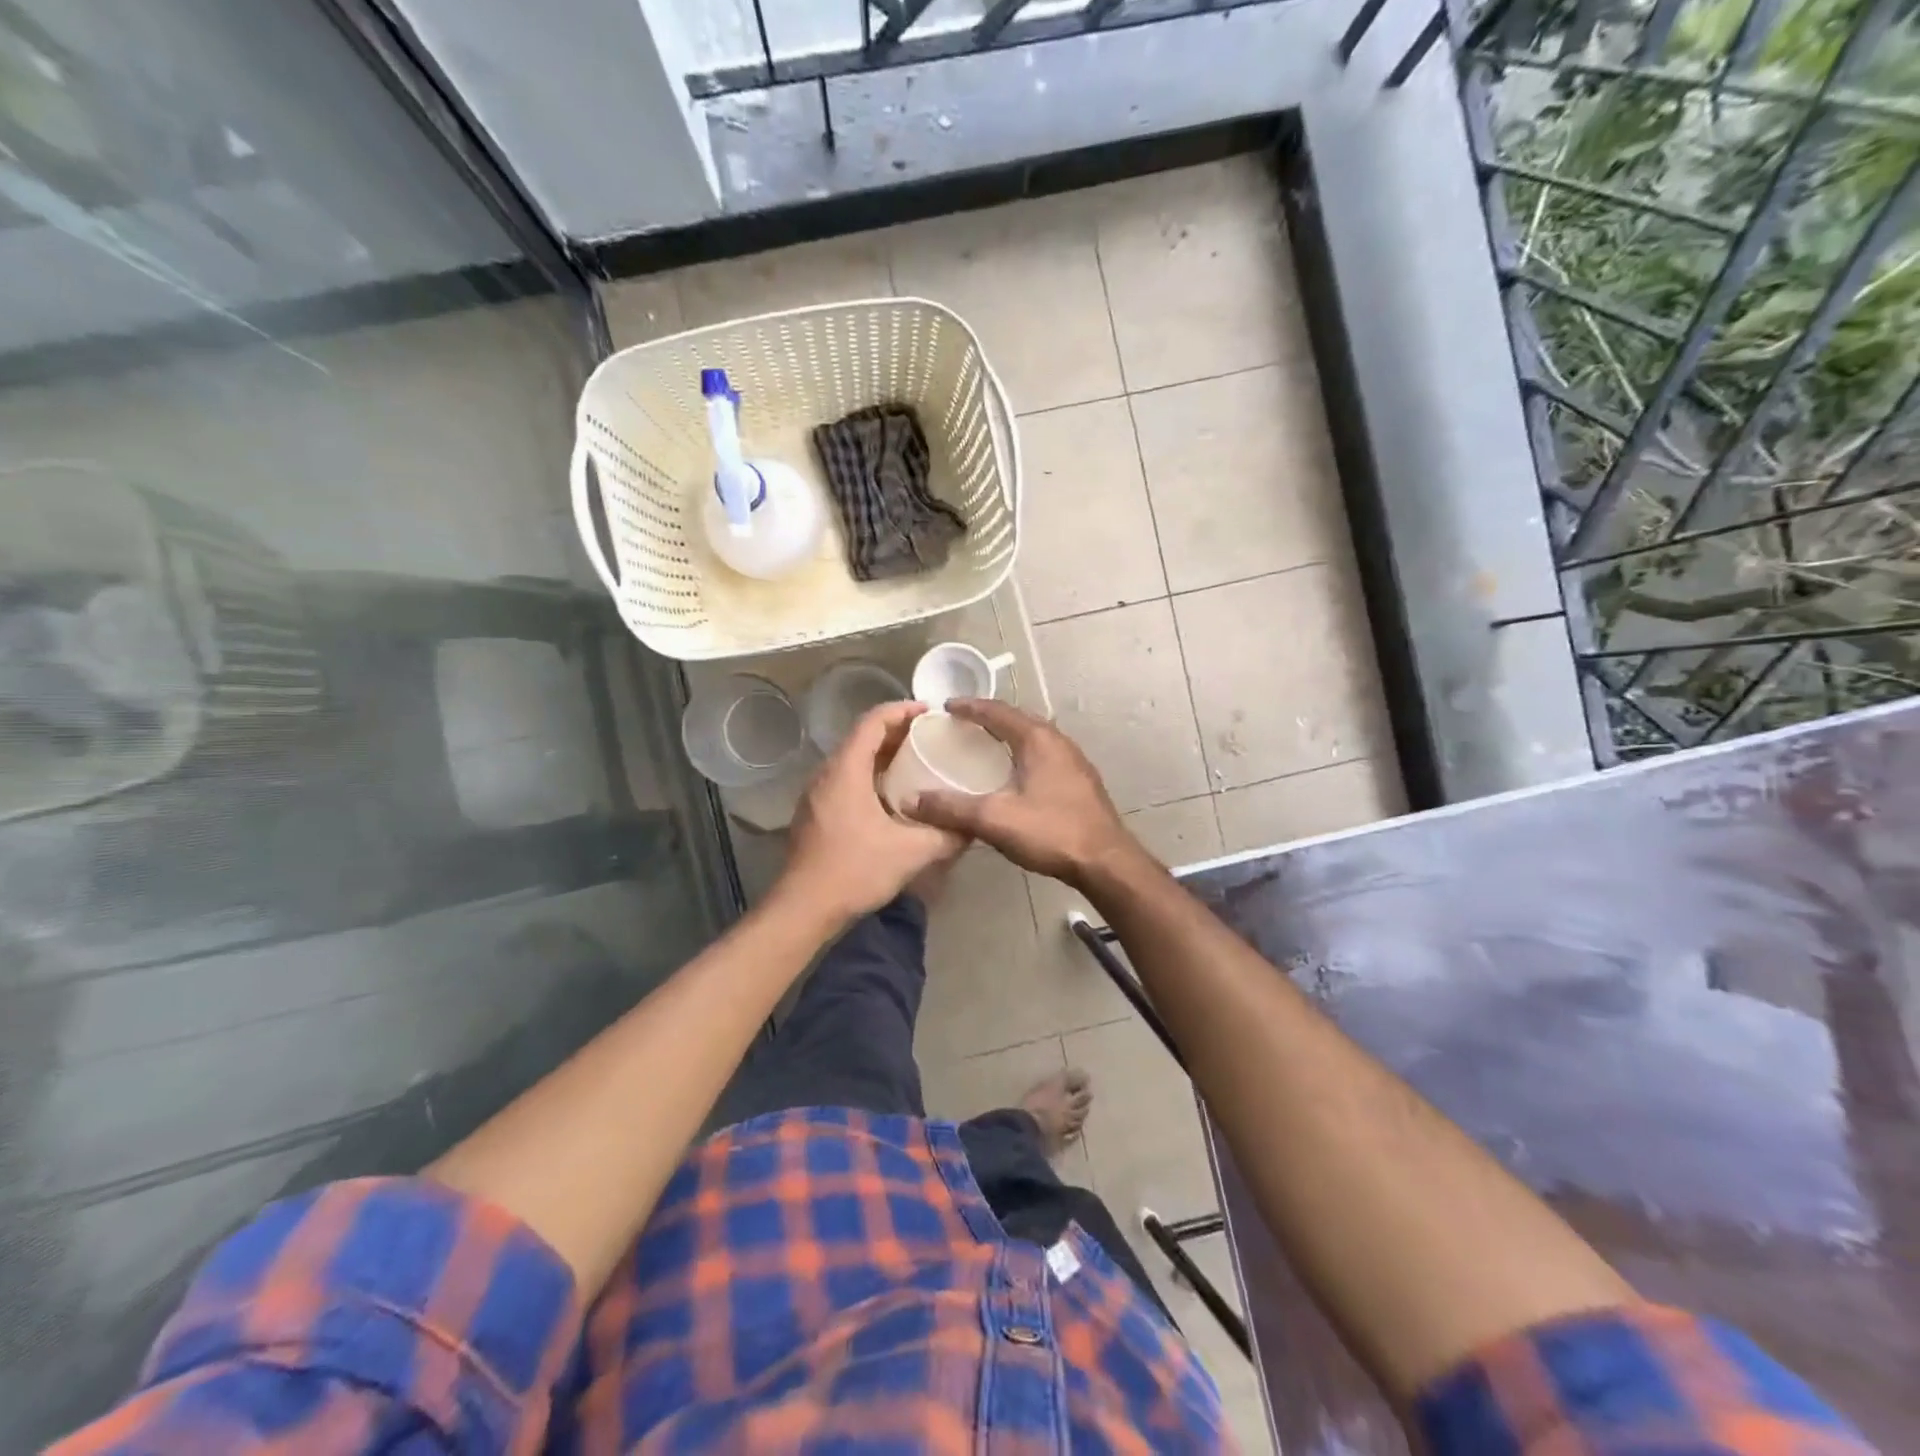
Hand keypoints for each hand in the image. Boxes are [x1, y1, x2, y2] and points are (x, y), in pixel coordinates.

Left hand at [780, 701, 965, 923]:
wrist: (803, 908)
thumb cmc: (855, 871)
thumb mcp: (911, 853)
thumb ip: (946, 836)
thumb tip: (973, 827)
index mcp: (846, 770)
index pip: (873, 721)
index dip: (902, 710)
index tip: (930, 712)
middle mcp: (827, 774)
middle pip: (862, 737)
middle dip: (897, 732)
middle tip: (931, 737)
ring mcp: (816, 794)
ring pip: (853, 760)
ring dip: (883, 755)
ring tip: (917, 762)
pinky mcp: (815, 813)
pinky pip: (846, 780)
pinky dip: (871, 775)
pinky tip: (893, 796)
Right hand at [905, 699, 1142, 889]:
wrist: (1105, 861)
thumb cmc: (1051, 831)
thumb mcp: (994, 819)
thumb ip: (952, 808)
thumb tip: (911, 801)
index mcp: (1038, 739)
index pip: (997, 711)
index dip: (969, 707)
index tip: (946, 707)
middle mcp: (1058, 741)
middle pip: (1018, 719)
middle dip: (988, 718)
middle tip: (961, 724)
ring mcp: (1073, 761)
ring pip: (1034, 737)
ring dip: (1008, 736)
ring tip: (983, 745)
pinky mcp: (1080, 781)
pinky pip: (1044, 755)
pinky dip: (1022, 754)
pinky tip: (1013, 774)